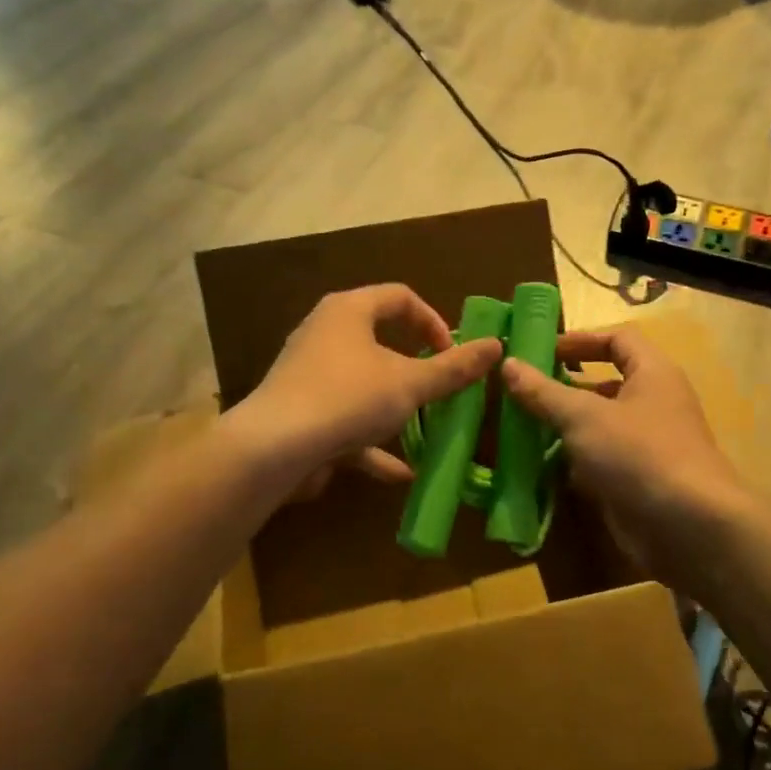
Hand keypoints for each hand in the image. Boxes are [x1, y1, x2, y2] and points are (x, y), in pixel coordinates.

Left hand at [231, 285, 503, 491]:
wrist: (273, 449)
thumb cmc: (348, 398)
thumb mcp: (410, 383)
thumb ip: (454, 368)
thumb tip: (497, 345)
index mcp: (349, 311)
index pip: (400, 297)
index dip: (433, 321)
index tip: (453, 353)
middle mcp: (325, 333)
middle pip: (379, 338)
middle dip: (415, 366)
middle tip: (440, 386)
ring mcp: (309, 374)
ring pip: (363, 383)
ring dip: (395, 407)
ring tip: (425, 428)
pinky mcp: (300, 411)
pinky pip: (345, 419)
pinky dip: (372, 441)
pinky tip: (400, 472)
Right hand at [500, 326, 758, 595]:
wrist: (691, 530)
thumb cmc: (639, 454)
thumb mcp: (584, 418)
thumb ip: (544, 392)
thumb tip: (509, 363)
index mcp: (652, 373)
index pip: (617, 339)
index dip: (580, 340)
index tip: (541, 350)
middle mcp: (653, 403)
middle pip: (605, 383)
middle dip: (564, 386)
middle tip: (522, 391)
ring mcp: (647, 445)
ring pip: (600, 425)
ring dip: (564, 426)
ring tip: (521, 427)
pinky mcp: (638, 480)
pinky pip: (600, 460)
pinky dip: (573, 461)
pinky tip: (538, 467)